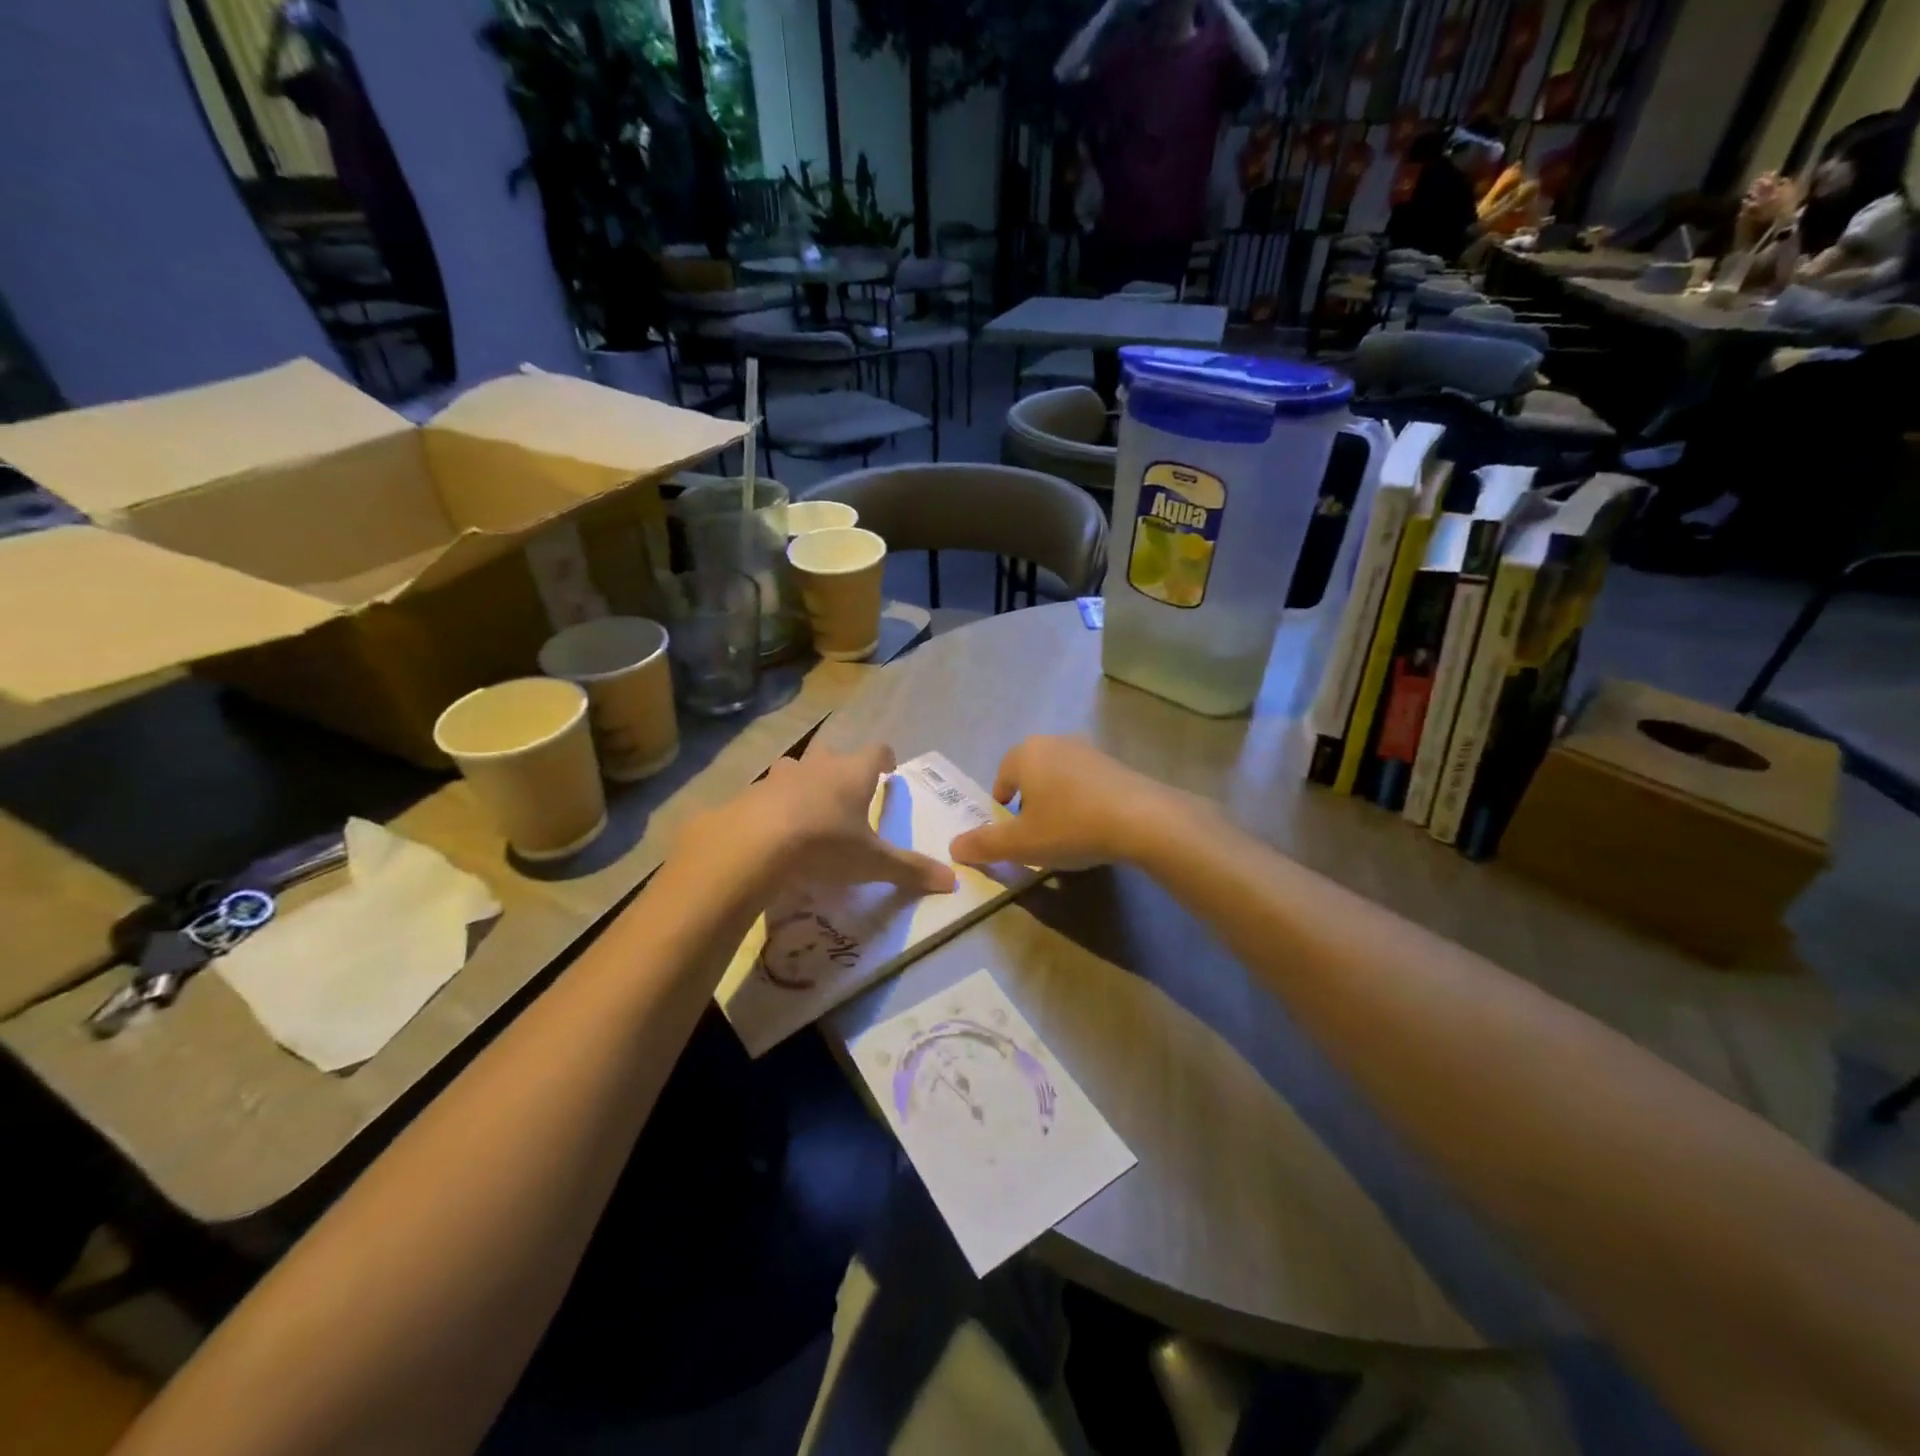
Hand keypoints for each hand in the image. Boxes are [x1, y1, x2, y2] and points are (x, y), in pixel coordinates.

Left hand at [684, 745, 955, 896]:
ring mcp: (780, 776)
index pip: (877, 751)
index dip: (884, 759)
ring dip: (805, 784)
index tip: (888, 771)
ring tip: (809, 811)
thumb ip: (911, 870)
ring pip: (797, 770)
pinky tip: (774, 832)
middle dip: (842, 771)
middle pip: (835, 755)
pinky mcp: (749, 794)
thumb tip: (953, 882)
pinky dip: (774, 806)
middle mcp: (818, 765)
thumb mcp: (872, 863)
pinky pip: (767, 794)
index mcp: (853, 773)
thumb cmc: (824, 845)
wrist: (751, 846)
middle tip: (847, 796)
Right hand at [948, 736, 1189, 871]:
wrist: (1143, 820)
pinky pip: (1086, 782)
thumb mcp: (1021, 844)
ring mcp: (1089, 750)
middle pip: (1030, 774)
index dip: (1001, 807)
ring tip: (1065, 833)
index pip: (1002, 777)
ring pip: (1059, 777)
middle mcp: (1055, 742)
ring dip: (1056, 801)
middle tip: (1035, 834)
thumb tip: (953, 847)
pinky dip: (1082, 801)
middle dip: (1029, 802)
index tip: (1011, 832)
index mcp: (1026, 753)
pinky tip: (1093, 827)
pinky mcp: (1116, 764)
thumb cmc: (1071, 826)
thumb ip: (984, 845)